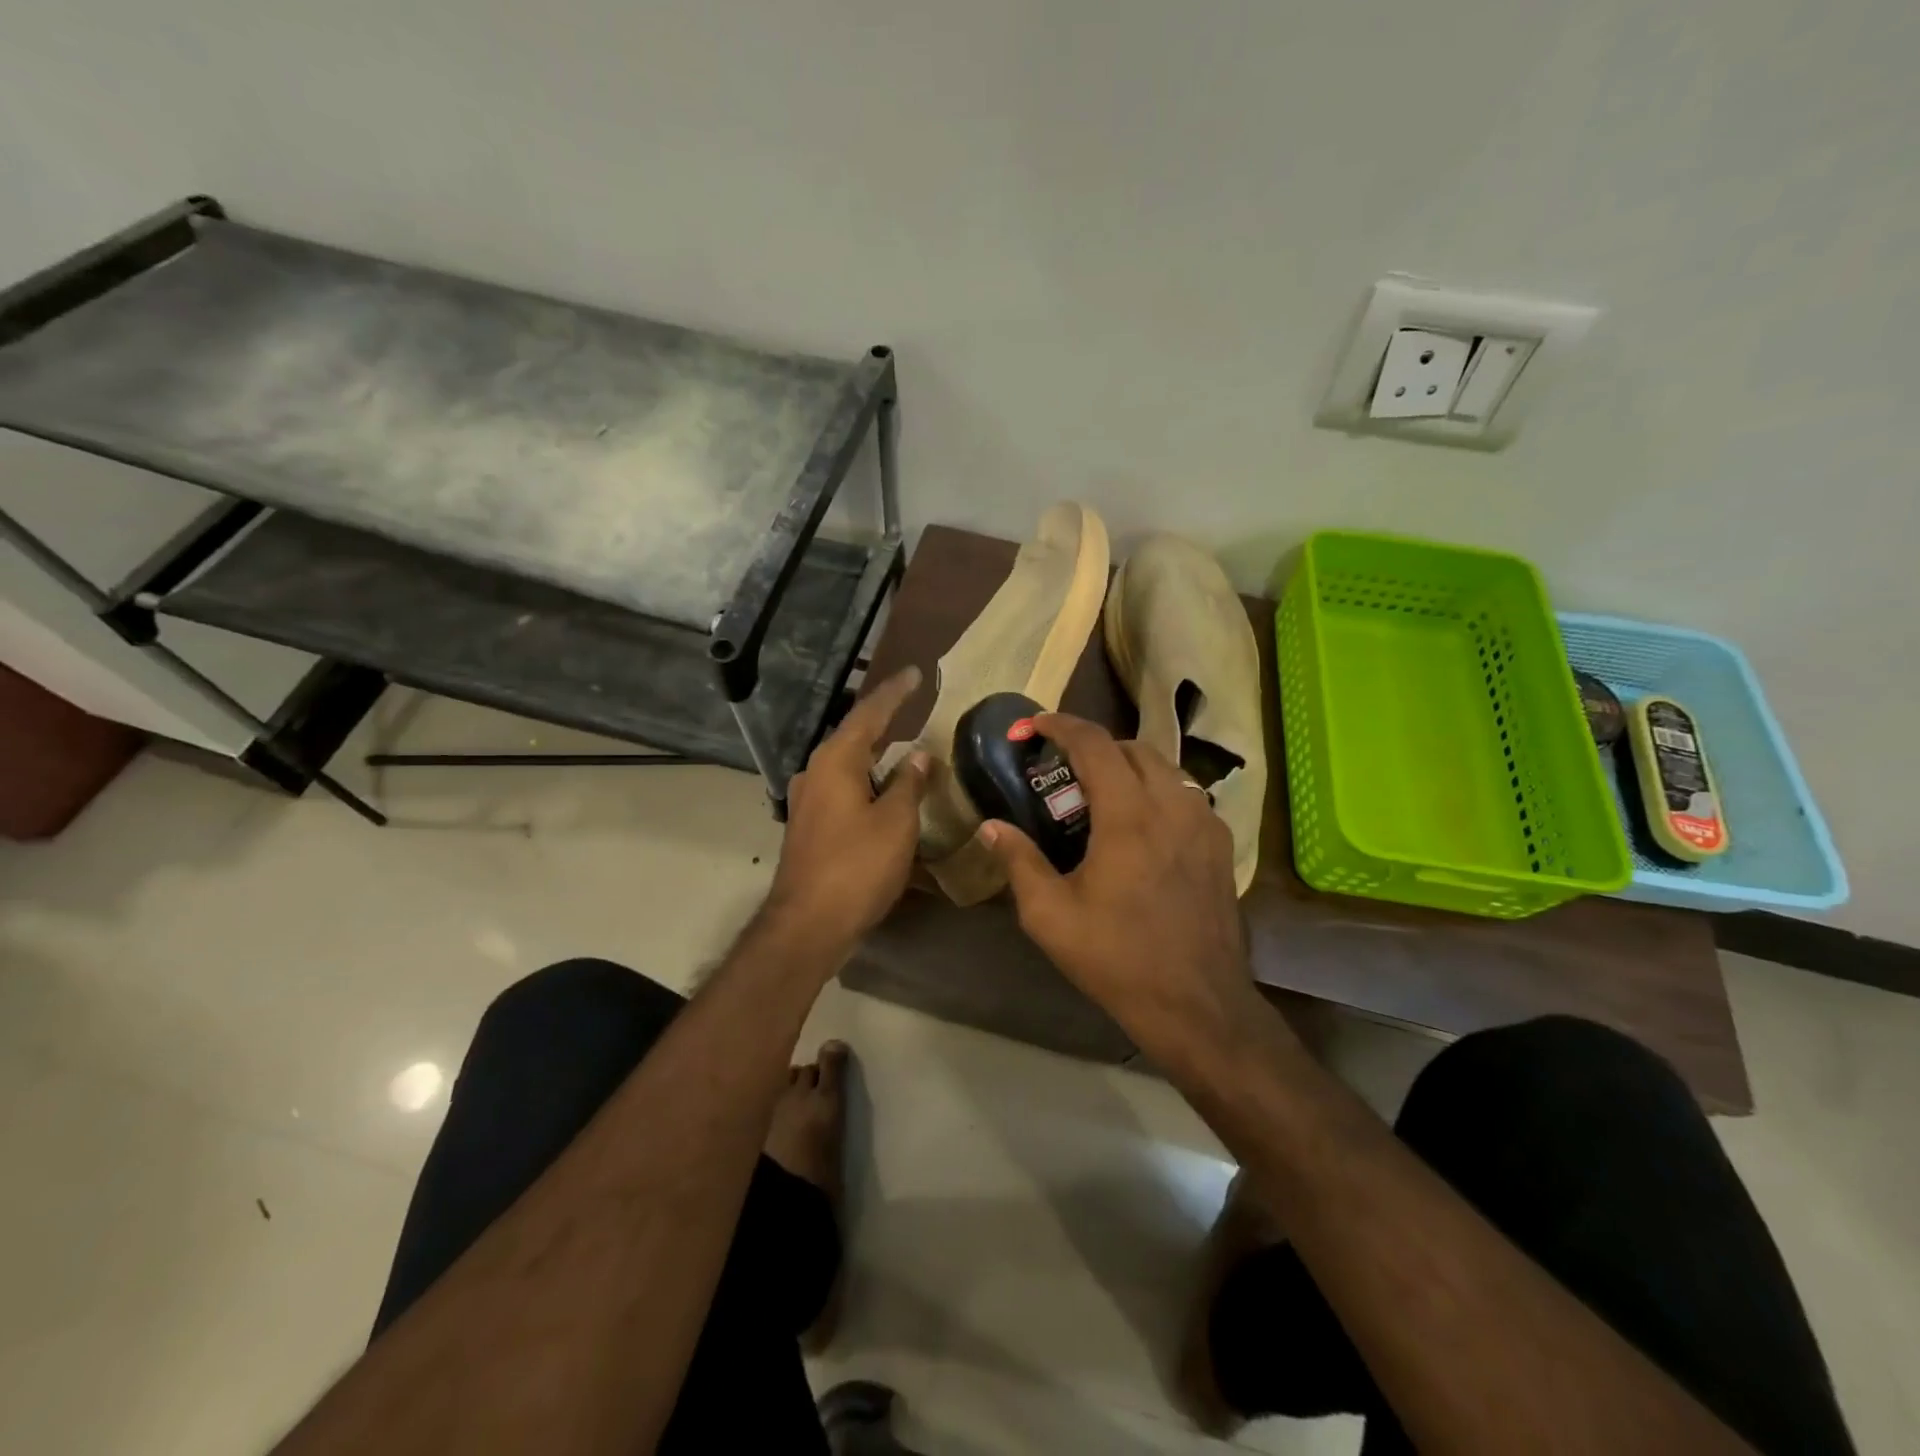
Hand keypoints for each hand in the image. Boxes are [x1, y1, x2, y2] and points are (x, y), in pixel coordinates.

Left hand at [766, 668, 929, 957]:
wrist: (808, 924)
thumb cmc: (857, 866)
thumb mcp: (895, 823)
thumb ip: (908, 784)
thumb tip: (918, 756)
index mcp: (836, 761)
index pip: (869, 714)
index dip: (895, 693)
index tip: (916, 674)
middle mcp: (815, 772)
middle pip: (853, 735)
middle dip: (883, 720)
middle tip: (911, 705)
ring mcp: (808, 800)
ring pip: (846, 763)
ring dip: (873, 752)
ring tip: (901, 744)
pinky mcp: (809, 826)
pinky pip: (842, 787)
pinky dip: (865, 779)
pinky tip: (881, 788)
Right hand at [979, 714, 1254, 1062]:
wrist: (1197, 1004)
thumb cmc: (1117, 959)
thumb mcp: (1050, 916)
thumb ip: (1019, 861)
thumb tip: (990, 826)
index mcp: (1128, 817)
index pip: (1094, 744)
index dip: (1061, 725)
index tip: (1034, 724)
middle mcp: (1173, 806)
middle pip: (1133, 747)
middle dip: (1095, 745)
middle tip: (1064, 767)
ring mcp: (1205, 823)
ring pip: (1166, 767)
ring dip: (1129, 765)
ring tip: (1101, 791)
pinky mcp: (1222, 845)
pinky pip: (1186, 795)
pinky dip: (1158, 790)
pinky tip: (1141, 823)